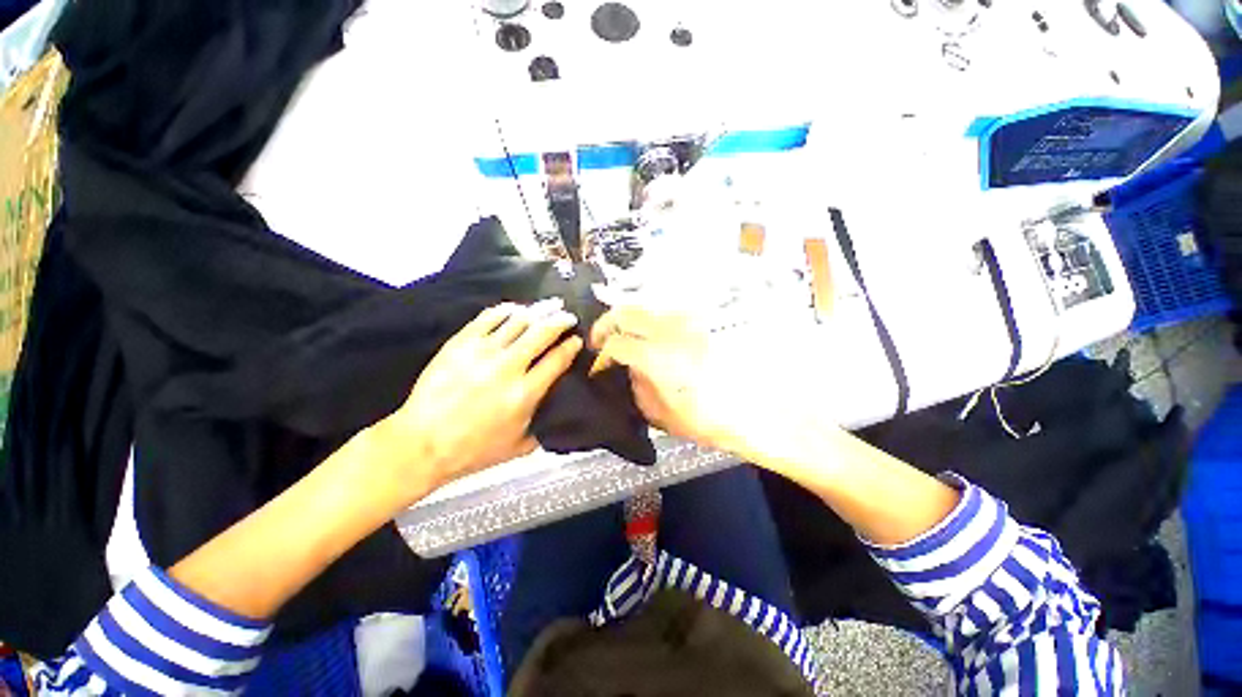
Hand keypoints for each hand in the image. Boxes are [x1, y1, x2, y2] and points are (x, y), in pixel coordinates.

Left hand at [377, 301, 582, 496]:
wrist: (422, 444)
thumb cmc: (473, 450)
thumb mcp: (519, 447)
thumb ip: (544, 426)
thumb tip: (559, 409)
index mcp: (524, 393)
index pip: (557, 359)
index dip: (571, 346)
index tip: (577, 339)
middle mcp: (507, 367)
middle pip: (542, 332)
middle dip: (561, 320)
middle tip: (569, 316)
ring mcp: (482, 352)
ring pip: (518, 320)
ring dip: (539, 310)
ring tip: (551, 305)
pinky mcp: (460, 344)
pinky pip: (488, 318)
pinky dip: (506, 310)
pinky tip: (516, 308)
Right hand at [590, 306, 759, 455]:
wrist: (753, 412)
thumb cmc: (707, 421)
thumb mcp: (661, 415)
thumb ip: (637, 387)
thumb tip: (628, 369)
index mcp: (657, 357)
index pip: (616, 343)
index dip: (601, 356)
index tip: (599, 367)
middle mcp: (669, 332)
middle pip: (625, 312)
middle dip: (605, 325)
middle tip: (601, 342)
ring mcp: (686, 324)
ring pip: (645, 308)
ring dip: (628, 321)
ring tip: (624, 339)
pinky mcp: (699, 325)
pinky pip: (665, 315)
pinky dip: (649, 323)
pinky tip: (651, 340)